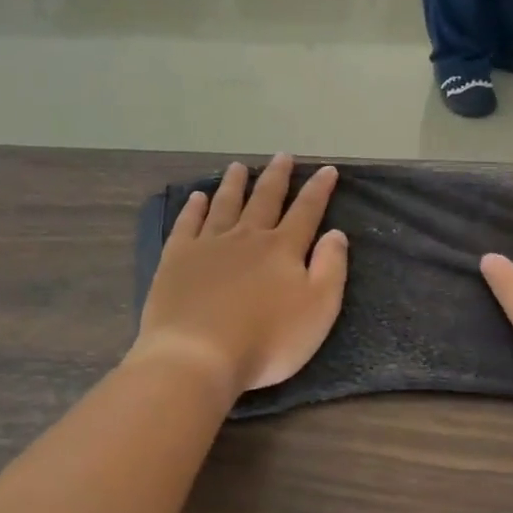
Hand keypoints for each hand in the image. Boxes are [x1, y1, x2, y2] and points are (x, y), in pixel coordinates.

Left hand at [133, 155, 348, 394]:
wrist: (198, 356)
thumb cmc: (267, 340)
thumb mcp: (318, 310)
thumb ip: (330, 268)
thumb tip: (336, 233)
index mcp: (283, 249)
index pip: (306, 211)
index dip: (318, 189)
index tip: (327, 169)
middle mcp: (247, 237)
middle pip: (265, 200)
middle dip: (277, 177)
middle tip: (282, 156)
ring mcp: (209, 245)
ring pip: (225, 204)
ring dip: (235, 184)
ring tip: (239, 167)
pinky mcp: (177, 259)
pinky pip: (187, 224)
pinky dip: (194, 208)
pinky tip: (197, 197)